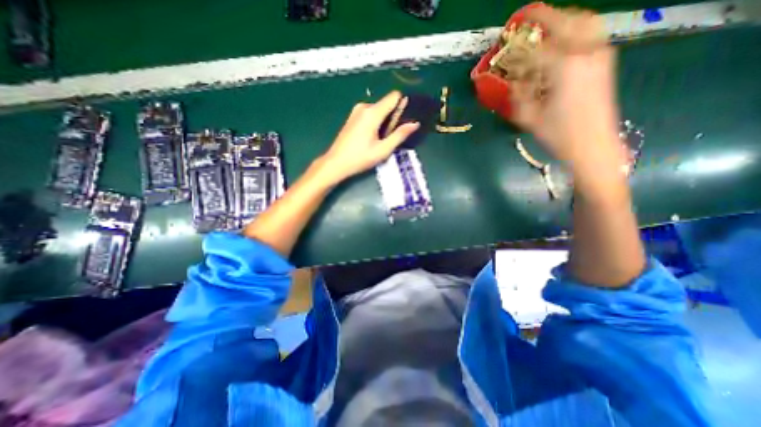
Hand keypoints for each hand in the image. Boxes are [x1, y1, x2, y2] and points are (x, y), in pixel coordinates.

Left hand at [317, 92, 422, 186]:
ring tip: (379, 140)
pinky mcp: (353, 116)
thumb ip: (400, 135)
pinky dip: (375, 123)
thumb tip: (415, 124)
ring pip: (379, 110)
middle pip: (386, 104)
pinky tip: (371, 138)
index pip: (394, 96)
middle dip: (393, 118)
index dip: (403, 105)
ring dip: (384, 122)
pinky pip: (370, 114)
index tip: (404, 120)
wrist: (336, 163)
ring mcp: (357, 111)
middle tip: (389, 138)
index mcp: (372, 113)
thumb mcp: (383, 150)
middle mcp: (364, 106)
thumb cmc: (360, 158)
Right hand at [510, 5, 623, 173]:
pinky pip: (591, 35)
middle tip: (527, 20)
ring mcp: (600, 55)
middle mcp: (586, 52)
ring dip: (564, 20)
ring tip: (546, 27)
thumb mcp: (529, 118)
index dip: (518, 49)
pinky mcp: (605, 63)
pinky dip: (575, 31)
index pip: (536, 49)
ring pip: (584, 22)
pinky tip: (563, 42)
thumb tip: (513, 83)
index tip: (505, 48)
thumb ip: (518, 97)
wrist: (593, 145)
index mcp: (565, 66)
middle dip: (545, 17)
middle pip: (566, 22)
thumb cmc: (559, 134)